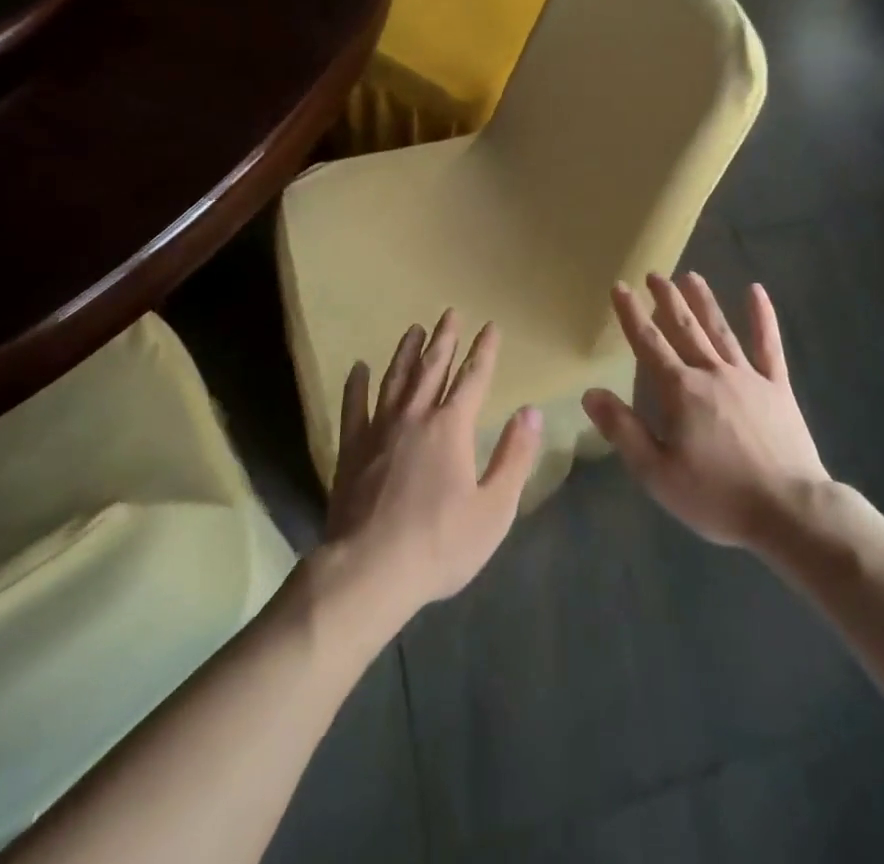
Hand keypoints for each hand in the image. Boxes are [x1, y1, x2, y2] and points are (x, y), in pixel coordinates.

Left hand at [320, 311, 542, 631]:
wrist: (368, 571)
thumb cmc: (439, 544)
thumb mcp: (494, 509)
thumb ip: (514, 456)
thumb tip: (531, 411)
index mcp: (451, 428)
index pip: (474, 378)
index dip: (485, 350)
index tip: (491, 325)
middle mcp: (415, 416)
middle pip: (433, 367)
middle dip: (445, 338)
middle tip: (450, 312)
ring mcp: (379, 430)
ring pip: (395, 379)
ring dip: (407, 352)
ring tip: (414, 329)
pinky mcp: (352, 449)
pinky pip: (354, 407)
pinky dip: (356, 385)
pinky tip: (358, 368)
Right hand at [582, 273, 828, 549]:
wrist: (789, 511)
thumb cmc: (717, 496)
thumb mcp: (657, 473)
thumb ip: (623, 430)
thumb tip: (590, 392)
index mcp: (680, 391)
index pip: (649, 343)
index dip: (631, 315)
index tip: (620, 287)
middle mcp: (711, 373)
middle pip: (684, 328)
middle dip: (667, 300)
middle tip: (655, 274)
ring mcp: (748, 377)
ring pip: (720, 329)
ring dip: (704, 301)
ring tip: (691, 276)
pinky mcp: (778, 388)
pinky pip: (769, 346)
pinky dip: (763, 317)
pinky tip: (757, 291)